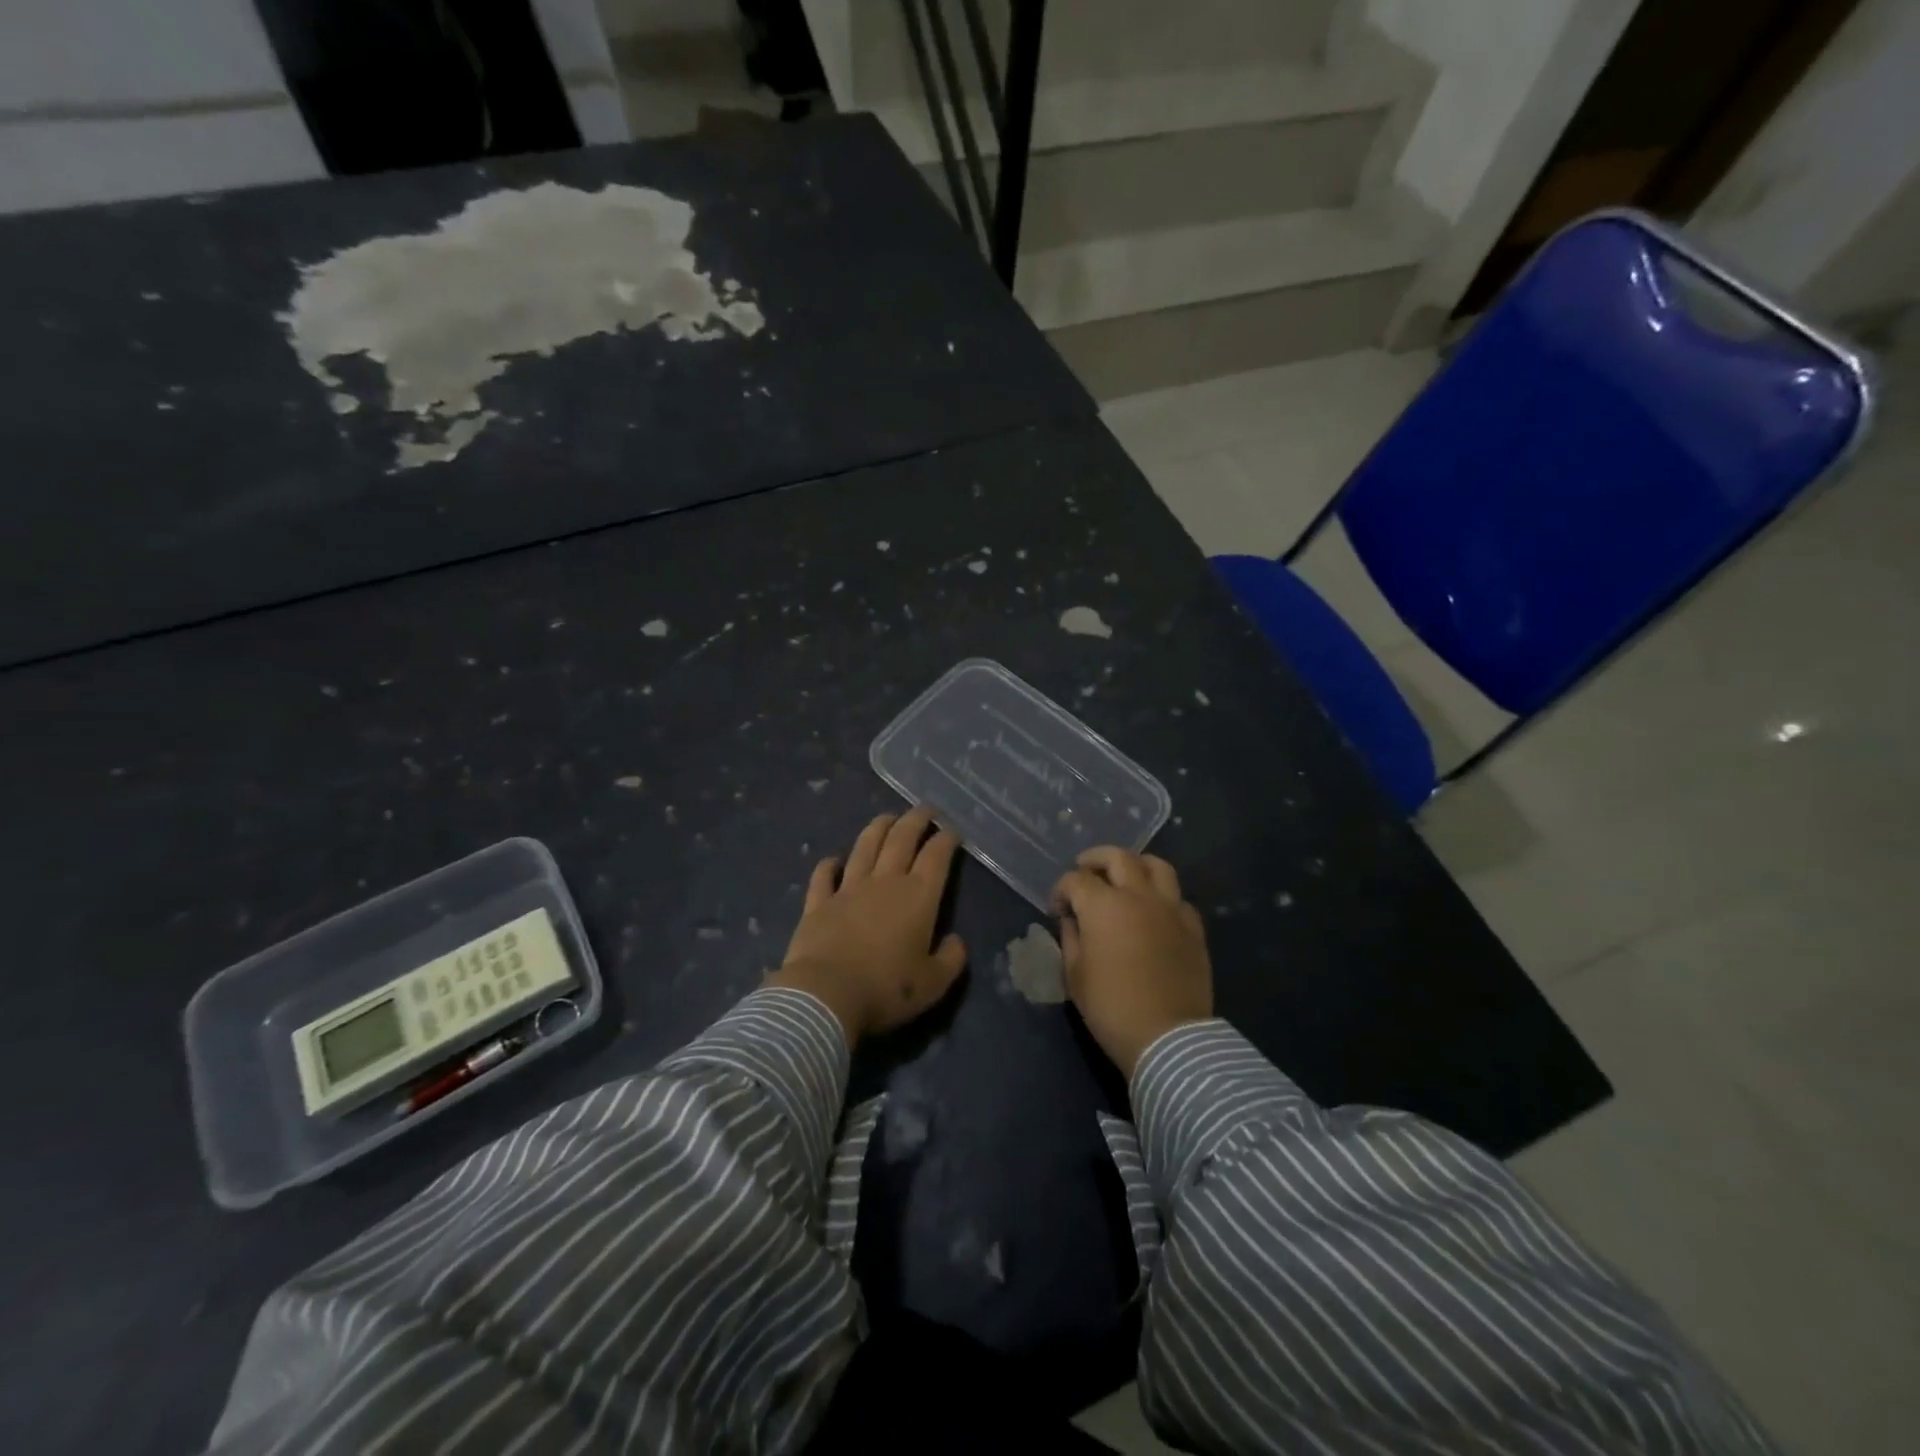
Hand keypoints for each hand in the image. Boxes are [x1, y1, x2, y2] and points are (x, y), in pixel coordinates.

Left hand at [768, 808, 967, 1044]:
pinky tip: (833, 859)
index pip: (936, 857)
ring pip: (865, 847)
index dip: (946, 840)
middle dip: (915, 820)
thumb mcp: (933, 984)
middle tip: (924, 809)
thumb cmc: (885, 989)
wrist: (825, 995)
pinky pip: (823, 876)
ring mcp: (848, 890)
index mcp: (918, 898)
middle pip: (901, 840)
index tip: (952, 831)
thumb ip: (951, 960)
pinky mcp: (818, 903)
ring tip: (887, 817)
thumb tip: (957, 942)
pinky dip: (829, 865)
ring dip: (878, 828)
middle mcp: (884, 883)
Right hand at [1052, 846, 1212, 1077]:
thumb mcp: (1075, 975)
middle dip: (1095, 859)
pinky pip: (1178, 898)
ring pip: (1157, 865)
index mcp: (1103, 906)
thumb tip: (1072, 920)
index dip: (1061, 890)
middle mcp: (1138, 896)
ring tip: (1125, 876)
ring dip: (1135, 864)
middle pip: (1118, 857)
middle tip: (1085, 868)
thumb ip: (1070, 939)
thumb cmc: (1111, 1007)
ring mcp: (1170, 908)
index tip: (1057, 908)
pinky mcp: (1193, 927)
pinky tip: (1154, 911)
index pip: (1076, 879)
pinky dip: (1163, 896)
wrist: (1168, 1037)